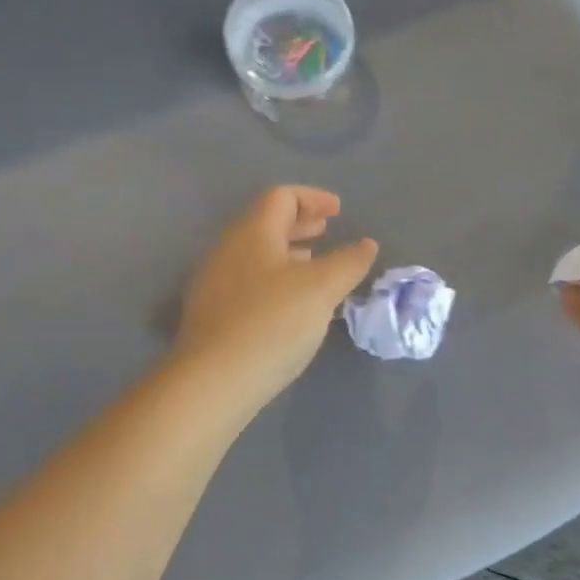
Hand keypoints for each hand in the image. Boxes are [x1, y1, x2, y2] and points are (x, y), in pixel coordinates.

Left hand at [174, 186, 378, 408]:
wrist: (212, 382)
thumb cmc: (272, 323)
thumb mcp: (322, 289)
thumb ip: (348, 262)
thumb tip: (366, 244)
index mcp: (252, 233)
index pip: (281, 197)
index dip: (313, 198)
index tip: (339, 212)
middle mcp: (228, 250)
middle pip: (265, 223)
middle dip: (300, 224)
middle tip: (326, 231)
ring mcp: (214, 283)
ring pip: (256, 254)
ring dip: (288, 253)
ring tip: (313, 266)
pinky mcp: (212, 314)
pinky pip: (249, 281)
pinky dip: (275, 279)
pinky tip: (290, 305)